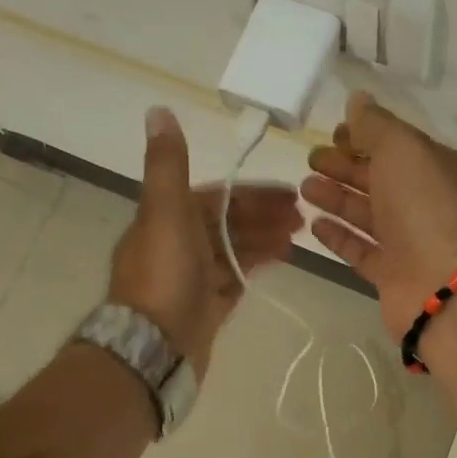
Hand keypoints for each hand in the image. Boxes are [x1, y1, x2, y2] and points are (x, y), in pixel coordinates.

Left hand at [108, 107, 302, 376]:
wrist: (154, 346)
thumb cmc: (164, 275)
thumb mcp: (165, 211)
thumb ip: (168, 164)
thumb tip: (158, 111)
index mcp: (167, 219)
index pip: (216, 197)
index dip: (252, 193)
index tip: (288, 193)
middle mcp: (177, 245)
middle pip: (227, 223)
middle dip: (263, 216)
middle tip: (302, 217)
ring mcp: (191, 278)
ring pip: (233, 250)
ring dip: (263, 239)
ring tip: (299, 238)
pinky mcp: (204, 307)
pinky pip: (234, 278)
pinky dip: (255, 266)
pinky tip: (279, 261)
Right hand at [302, 91, 456, 340]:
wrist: (445, 286)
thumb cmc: (427, 207)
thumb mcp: (403, 150)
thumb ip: (376, 126)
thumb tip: (357, 101)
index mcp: (441, 169)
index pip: (400, 146)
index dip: (366, 136)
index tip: (334, 133)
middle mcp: (429, 205)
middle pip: (382, 180)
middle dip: (346, 166)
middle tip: (311, 159)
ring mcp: (412, 243)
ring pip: (369, 215)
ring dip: (338, 199)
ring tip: (304, 187)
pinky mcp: (393, 276)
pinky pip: (363, 251)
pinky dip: (340, 236)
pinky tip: (314, 224)